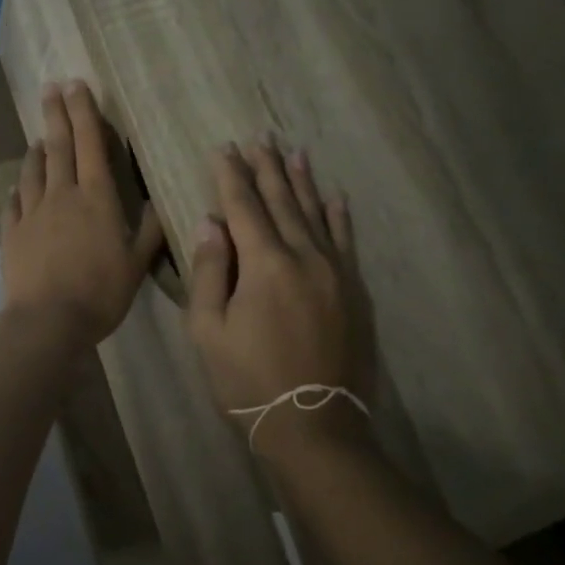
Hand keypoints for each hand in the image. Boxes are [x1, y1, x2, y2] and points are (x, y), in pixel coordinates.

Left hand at [0, 81, 164, 347]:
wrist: (48, 321)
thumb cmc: (100, 292)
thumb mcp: (136, 264)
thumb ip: (149, 232)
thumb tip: (160, 203)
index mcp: (96, 198)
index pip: (90, 144)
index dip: (84, 112)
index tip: (76, 85)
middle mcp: (61, 195)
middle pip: (58, 147)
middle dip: (56, 114)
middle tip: (51, 88)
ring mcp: (32, 213)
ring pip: (33, 171)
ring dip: (36, 151)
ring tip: (38, 138)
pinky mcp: (11, 233)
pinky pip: (14, 203)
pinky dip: (18, 190)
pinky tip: (18, 188)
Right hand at [187, 140, 375, 455]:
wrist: (315, 426)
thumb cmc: (248, 381)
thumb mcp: (209, 331)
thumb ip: (210, 272)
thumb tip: (210, 223)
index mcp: (264, 264)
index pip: (243, 207)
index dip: (231, 176)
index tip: (224, 149)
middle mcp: (304, 257)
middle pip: (282, 202)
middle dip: (267, 169)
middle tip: (260, 138)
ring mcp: (336, 272)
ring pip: (316, 215)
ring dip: (303, 182)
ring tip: (294, 153)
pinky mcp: (355, 291)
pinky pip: (346, 242)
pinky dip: (339, 217)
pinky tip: (336, 198)